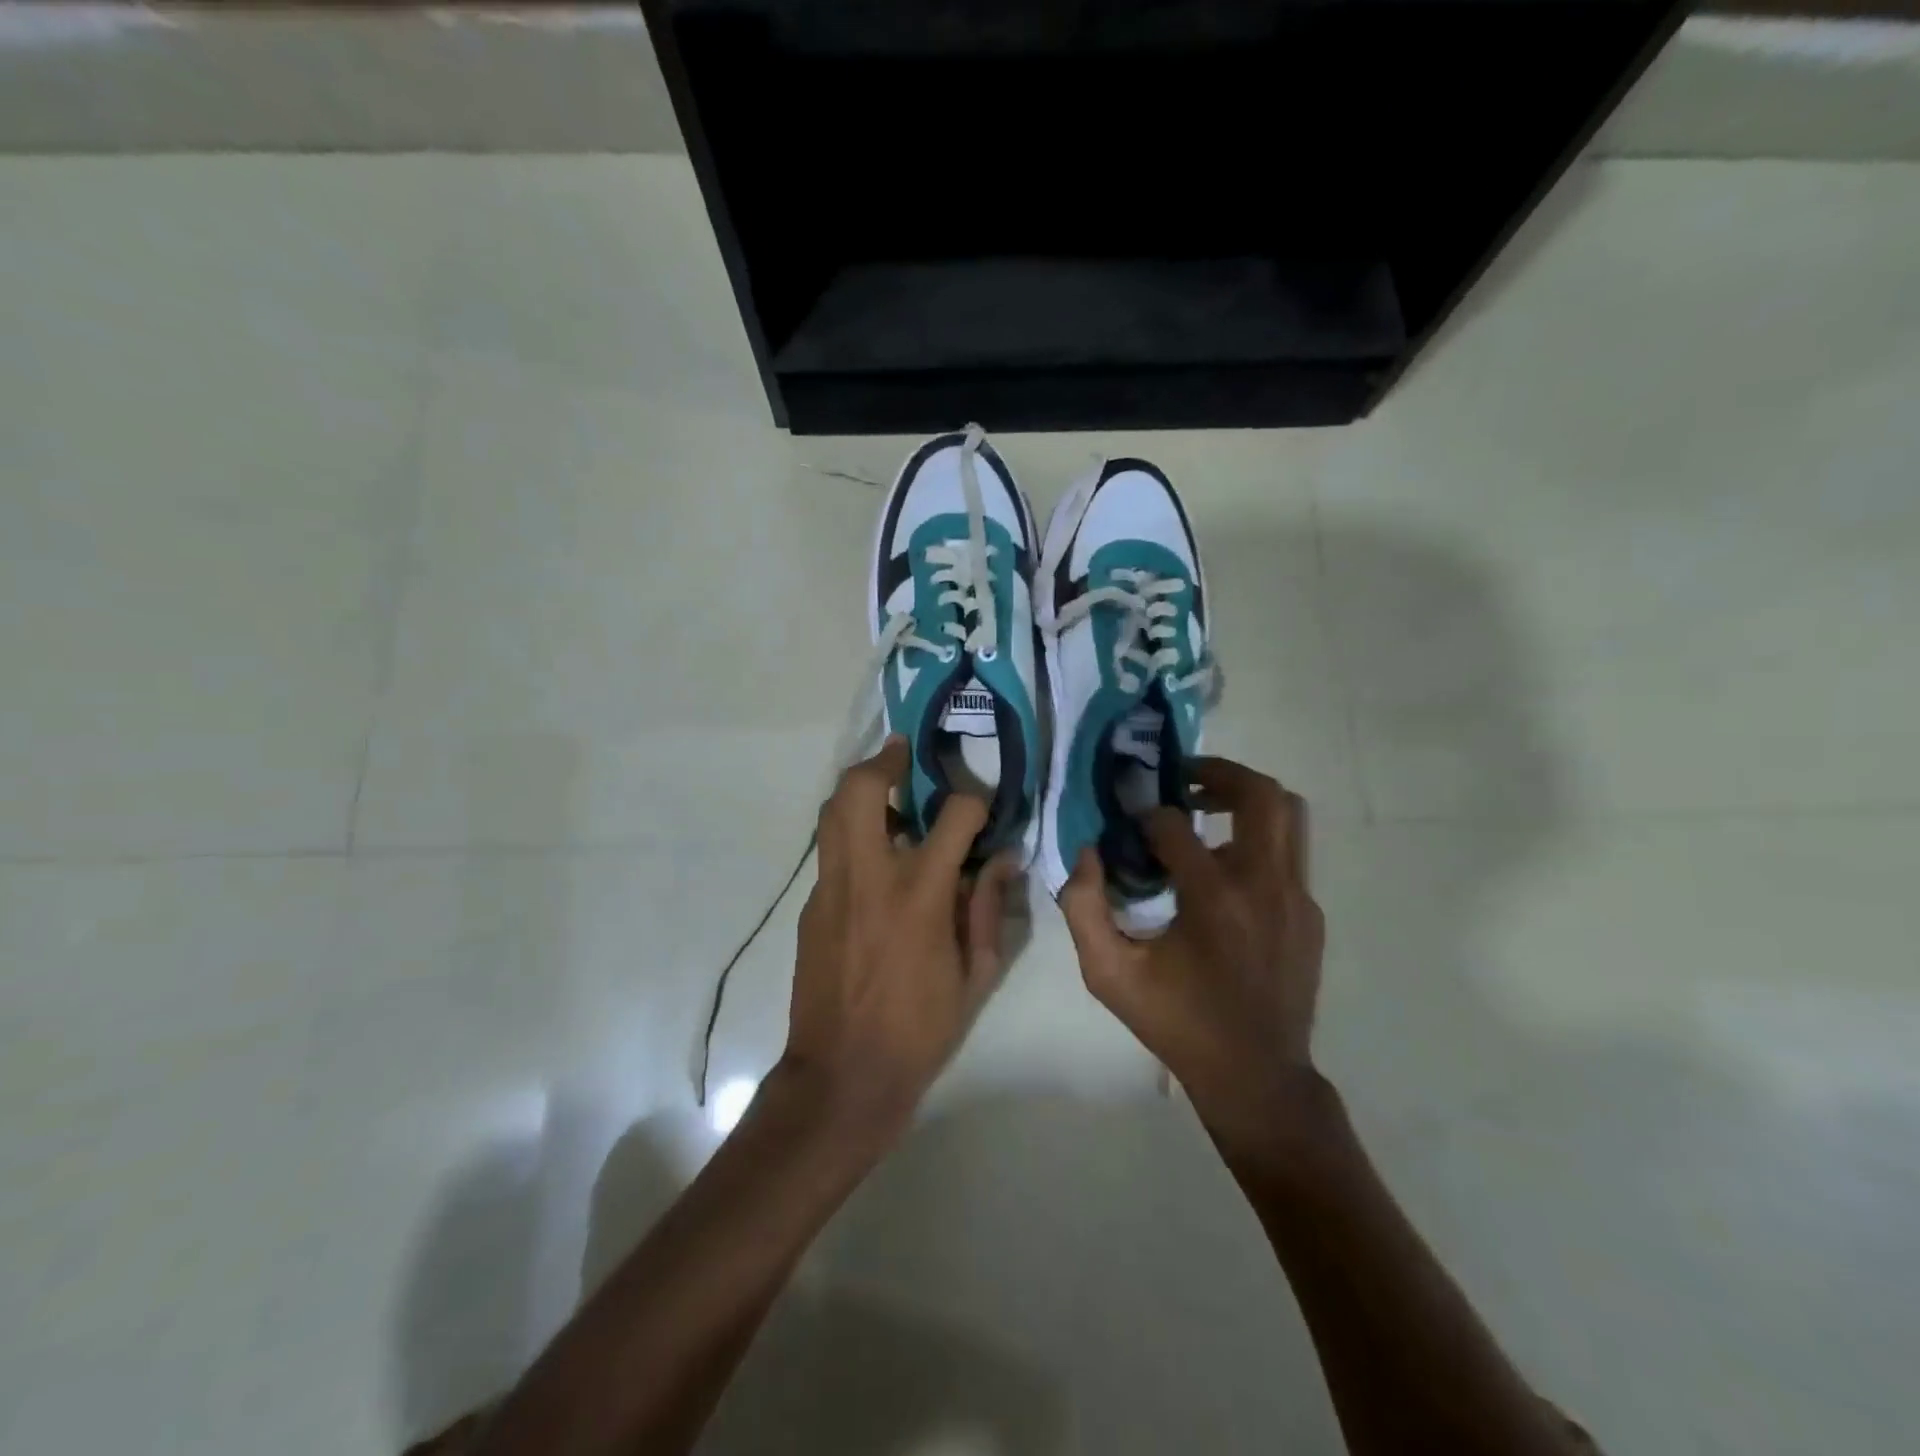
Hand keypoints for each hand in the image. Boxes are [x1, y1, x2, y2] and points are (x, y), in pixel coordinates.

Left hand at [784, 736, 1018, 1136]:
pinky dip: (851, 834)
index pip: (954, 815)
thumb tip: (1004, 860)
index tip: (983, 805)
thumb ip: (989, 907)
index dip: (975, 800)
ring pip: (833, 811)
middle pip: (863, 789)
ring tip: (886, 789)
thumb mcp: (975, 974)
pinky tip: (874, 857)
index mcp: (919, 893)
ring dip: (860, 788)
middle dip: (884, 760)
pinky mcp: (812, 905)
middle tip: (903, 753)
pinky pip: (830, 851)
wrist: (843, 1074)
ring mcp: (832, 887)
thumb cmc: (920, 1028)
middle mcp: (869, 875)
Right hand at [1060, 757, 1324, 1138]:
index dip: (1146, 816)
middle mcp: (1265, 885)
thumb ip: (1083, 908)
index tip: (1130, 825)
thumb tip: (1087, 853)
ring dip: (1244, 799)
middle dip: (1218, 773)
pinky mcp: (1310, 912)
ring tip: (1205, 809)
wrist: (1256, 1076)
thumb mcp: (1110, 974)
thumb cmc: (1178, 1022)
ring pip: (1287, 815)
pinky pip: (1288, 853)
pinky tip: (1224, 869)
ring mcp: (1296, 897)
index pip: (1176, 825)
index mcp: (1214, 899)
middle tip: (1181, 779)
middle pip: (1260, 794)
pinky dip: (1255, 840)